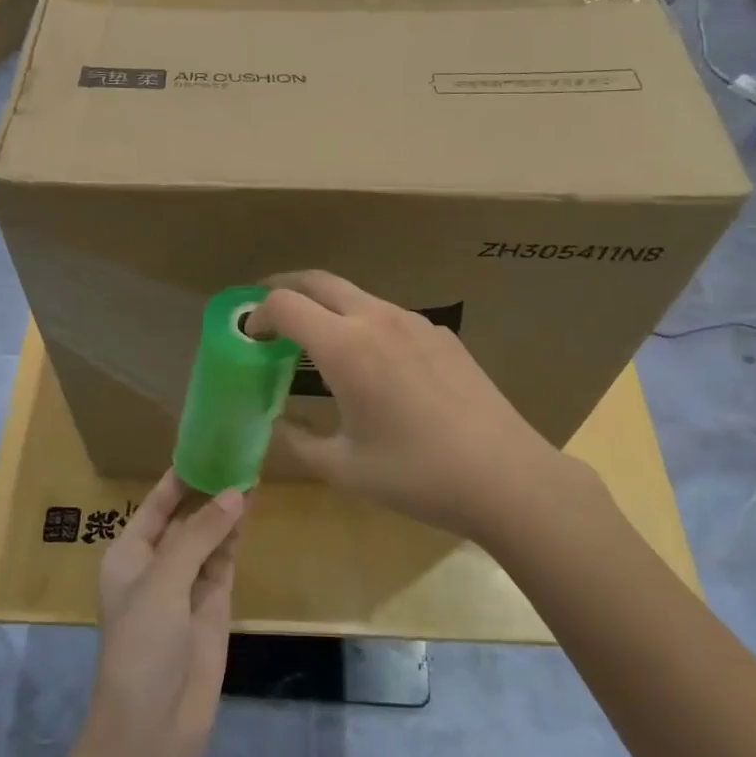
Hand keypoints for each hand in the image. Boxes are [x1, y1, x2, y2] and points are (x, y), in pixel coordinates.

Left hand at [92, 471, 245, 756]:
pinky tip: (251, 510)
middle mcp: (157, 564)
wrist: (153, 728)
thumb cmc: (142, 646)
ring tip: (252, 470)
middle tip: (239, 452)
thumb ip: (199, 536)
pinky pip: (224, 560)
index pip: (155, 504)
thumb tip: (236, 492)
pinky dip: (236, 536)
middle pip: (185, 517)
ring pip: (209, 536)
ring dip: (226, 509)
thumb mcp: (164, 583)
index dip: (179, 477)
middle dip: (208, 489)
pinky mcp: (212, 605)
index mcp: (129, 554)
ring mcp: (187, 585)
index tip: (206, 445)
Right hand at [250, 270, 596, 541]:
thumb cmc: (416, 474)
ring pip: (356, 295)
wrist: (505, 475)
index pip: (284, 303)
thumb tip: (276, 424)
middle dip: (286, 289)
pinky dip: (364, 324)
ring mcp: (415, 322)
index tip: (250, 336)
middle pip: (318, 280)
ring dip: (327, 307)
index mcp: (345, 346)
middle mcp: (377, 318)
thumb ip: (297, 441)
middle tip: (270, 315)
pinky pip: (390, 316)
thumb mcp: (343, 468)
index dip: (257, 313)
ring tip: (319, 343)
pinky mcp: (442, 335)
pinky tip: (375, 366)